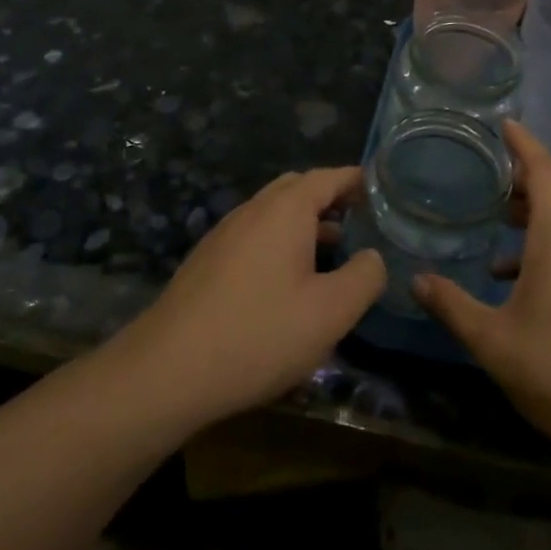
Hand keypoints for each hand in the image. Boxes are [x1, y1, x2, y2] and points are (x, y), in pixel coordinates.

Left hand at [122, 168, 384, 428]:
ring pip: (273, 214)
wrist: (166, 372)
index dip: (358, 180)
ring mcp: (224, 234)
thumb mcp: (330, 312)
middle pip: (297, 189)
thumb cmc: (259, 334)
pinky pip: (253, 236)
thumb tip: (372, 256)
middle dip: (330, 198)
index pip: (328, 177)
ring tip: (332, 251)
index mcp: (285, 210)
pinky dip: (279, 243)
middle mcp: (252, 210)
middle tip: (361, 219)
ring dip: (304, 223)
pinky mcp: (206, 262)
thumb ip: (365, 277)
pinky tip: (287, 282)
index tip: (384, 190)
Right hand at [413, 122, 550, 481]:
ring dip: (539, 205)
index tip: (503, 123)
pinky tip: (518, 273)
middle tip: (491, 169)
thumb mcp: (493, 341)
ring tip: (501, 215)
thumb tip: (415, 280)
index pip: (544, 169)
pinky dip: (550, 237)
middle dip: (528, 172)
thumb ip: (452, 305)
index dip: (523, 143)